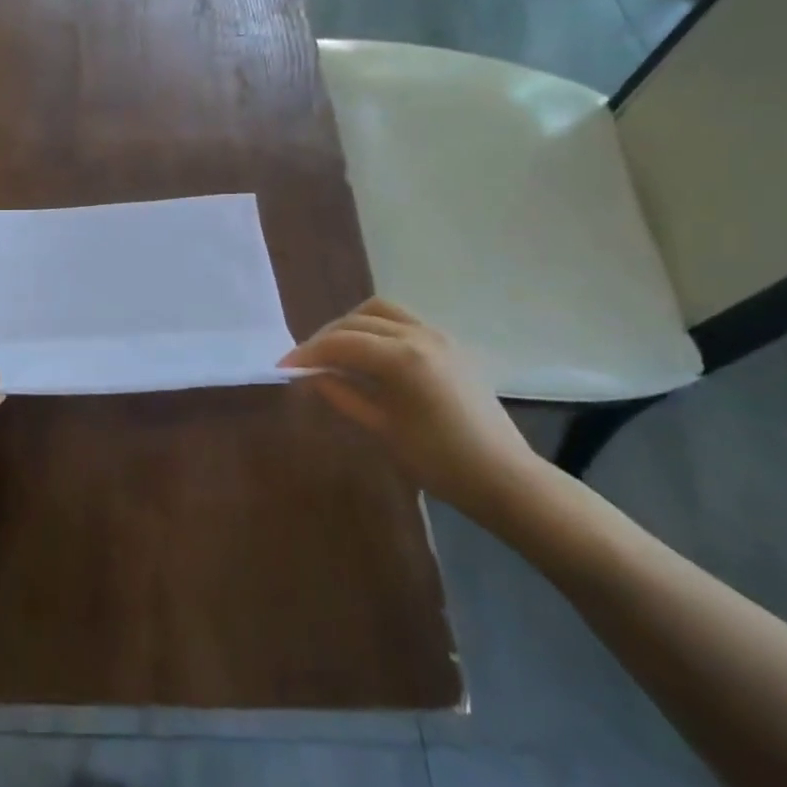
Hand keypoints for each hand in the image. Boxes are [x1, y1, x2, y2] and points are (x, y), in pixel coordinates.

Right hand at [280, 298, 540, 520]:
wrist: (502, 476)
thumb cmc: (438, 461)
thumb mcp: (381, 429)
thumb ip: (342, 394)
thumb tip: (312, 374)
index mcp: (400, 358)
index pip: (340, 343)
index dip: (307, 353)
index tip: (283, 366)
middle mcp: (418, 335)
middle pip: (357, 320)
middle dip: (325, 337)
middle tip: (305, 361)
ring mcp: (437, 335)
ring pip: (381, 310)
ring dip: (351, 324)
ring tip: (336, 350)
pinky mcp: (449, 343)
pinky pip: (403, 320)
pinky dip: (377, 327)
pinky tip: (369, 353)